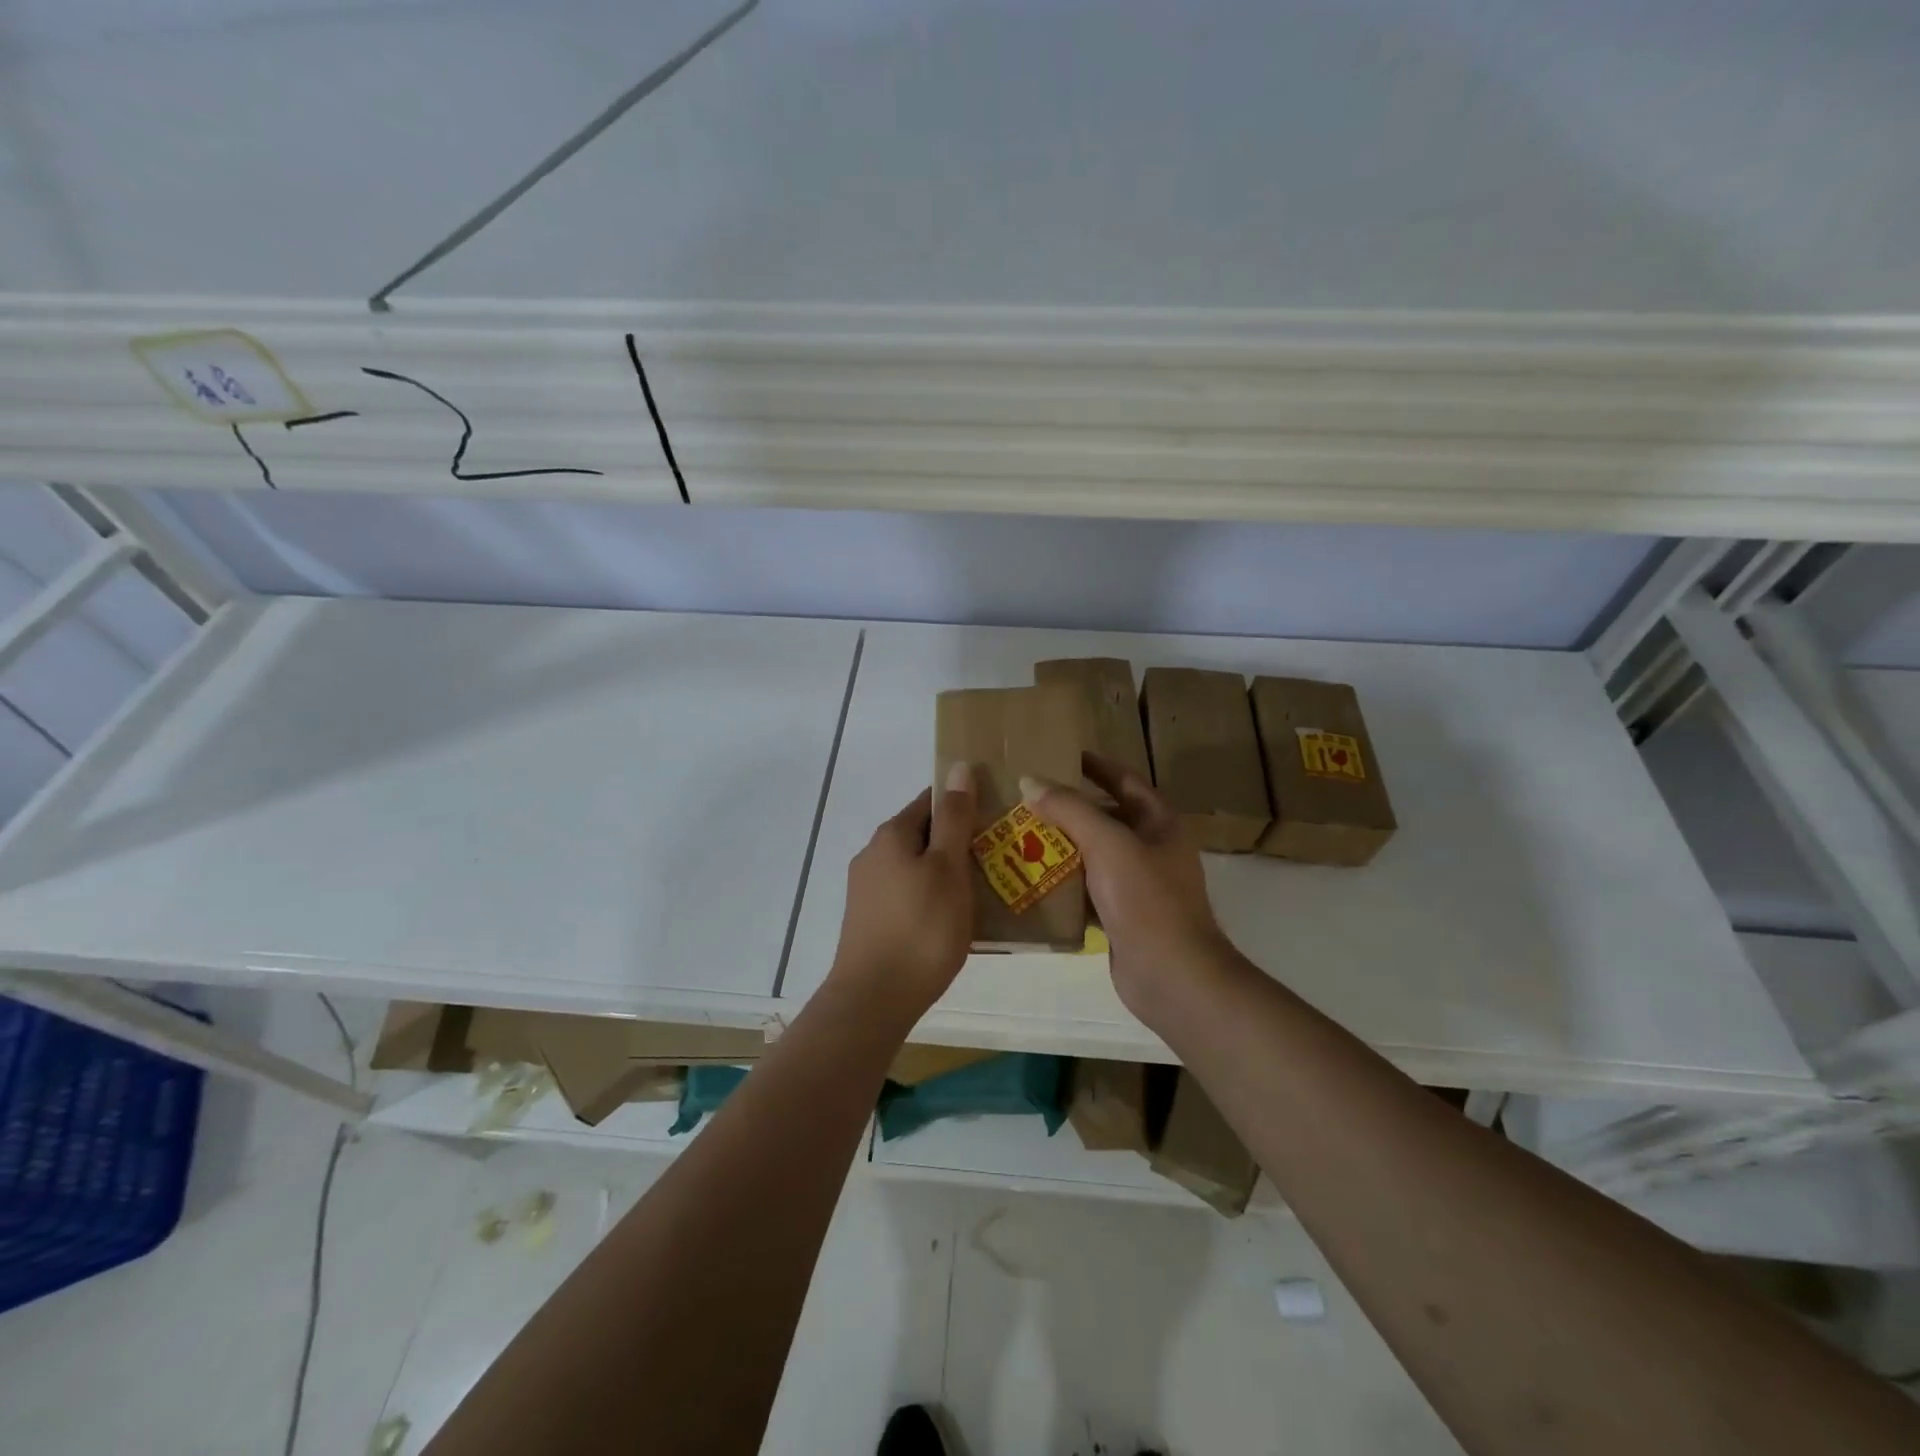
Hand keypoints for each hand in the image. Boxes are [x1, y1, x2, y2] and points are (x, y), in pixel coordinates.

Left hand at [828, 764, 977, 1023]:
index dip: (965, 804)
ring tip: (985, 892)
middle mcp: (873, 853)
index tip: (997, 820)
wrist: (874, 999)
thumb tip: (958, 766)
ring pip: (916, 866)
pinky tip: (953, 919)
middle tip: (1000, 860)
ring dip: (947, 872)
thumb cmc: (921, 928)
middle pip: (923, 834)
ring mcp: (867, 888)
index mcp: (892, 833)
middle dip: (959, 841)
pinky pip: (908, 894)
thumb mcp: (948, 867)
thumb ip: (954, 818)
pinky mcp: (869, 918)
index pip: (932, 800)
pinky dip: (931, 897)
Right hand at [1021, 753, 1229, 1019]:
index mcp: (1159, 823)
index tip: (1061, 755)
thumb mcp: (1108, 843)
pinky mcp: (1120, 916)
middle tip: (1025, 798)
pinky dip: (1062, 884)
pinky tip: (1030, 880)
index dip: (1096, 766)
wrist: (1172, 975)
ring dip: (1060, 847)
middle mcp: (1151, 849)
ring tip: (1018, 836)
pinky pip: (1086, 890)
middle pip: (1105, 818)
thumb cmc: (1146, 899)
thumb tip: (1030, 781)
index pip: (1125, 781)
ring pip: (1092, 856)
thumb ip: (1070, 809)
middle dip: (1068, 809)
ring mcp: (1137, 886)